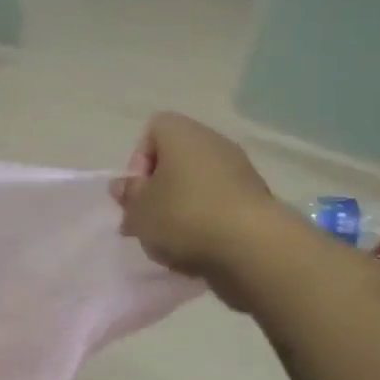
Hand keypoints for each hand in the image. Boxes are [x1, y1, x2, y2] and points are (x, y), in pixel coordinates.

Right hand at [112, 113, 283, 304]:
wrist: (252, 247)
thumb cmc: (184, 217)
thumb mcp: (139, 210)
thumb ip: (128, 195)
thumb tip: (124, 184)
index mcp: (182, 133)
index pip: (154, 130)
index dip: (139, 160)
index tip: (138, 191)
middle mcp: (213, 143)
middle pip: (176, 160)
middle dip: (159, 191)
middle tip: (149, 221)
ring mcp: (239, 171)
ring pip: (198, 185)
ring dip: (182, 210)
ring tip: (172, 242)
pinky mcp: (256, 200)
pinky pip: (219, 205)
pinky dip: (207, 223)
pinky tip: (199, 249)